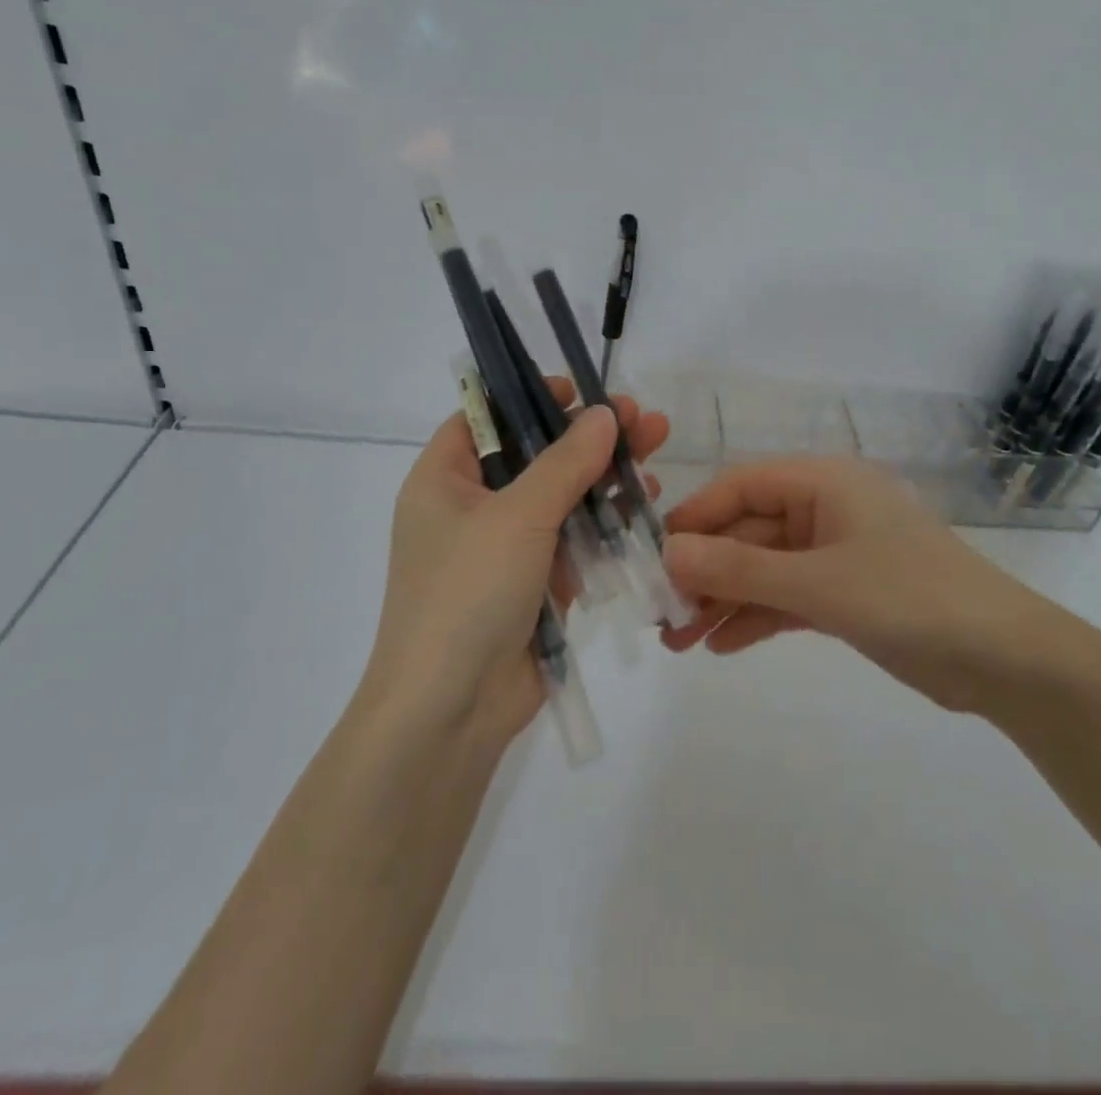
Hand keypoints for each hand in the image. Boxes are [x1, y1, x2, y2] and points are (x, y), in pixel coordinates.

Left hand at [364, 383, 668, 747]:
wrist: (451, 711)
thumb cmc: (467, 594)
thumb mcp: (517, 517)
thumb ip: (566, 463)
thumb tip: (605, 414)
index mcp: (444, 480)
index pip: (485, 419)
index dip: (530, 398)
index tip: (580, 390)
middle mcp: (471, 508)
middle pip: (536, 456)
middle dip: (590, 437)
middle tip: (644, 419)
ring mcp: (505, 549)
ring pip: (562, 498)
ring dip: (606, 478)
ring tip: (656, 453)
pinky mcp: (535, 585)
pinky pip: (574, 541)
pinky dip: (606, 523)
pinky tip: (646, 505)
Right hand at [660, 456, 1057, 713]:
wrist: (1006, 660)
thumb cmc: (909, 598)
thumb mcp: (817, 583)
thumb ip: (739, 570)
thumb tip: (668, 554)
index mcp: (824, 483)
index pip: (741, 485)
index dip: (696, 517)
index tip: (655, 557)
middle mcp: (826, 509)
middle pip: (749, 531)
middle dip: (706, 572)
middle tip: (662, 614)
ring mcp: (837, 552)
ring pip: (765, 568)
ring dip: (724, 600)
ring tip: (679, 640)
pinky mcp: (848, 593)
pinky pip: (789, 596)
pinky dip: (757, 617)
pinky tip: (722, 645)